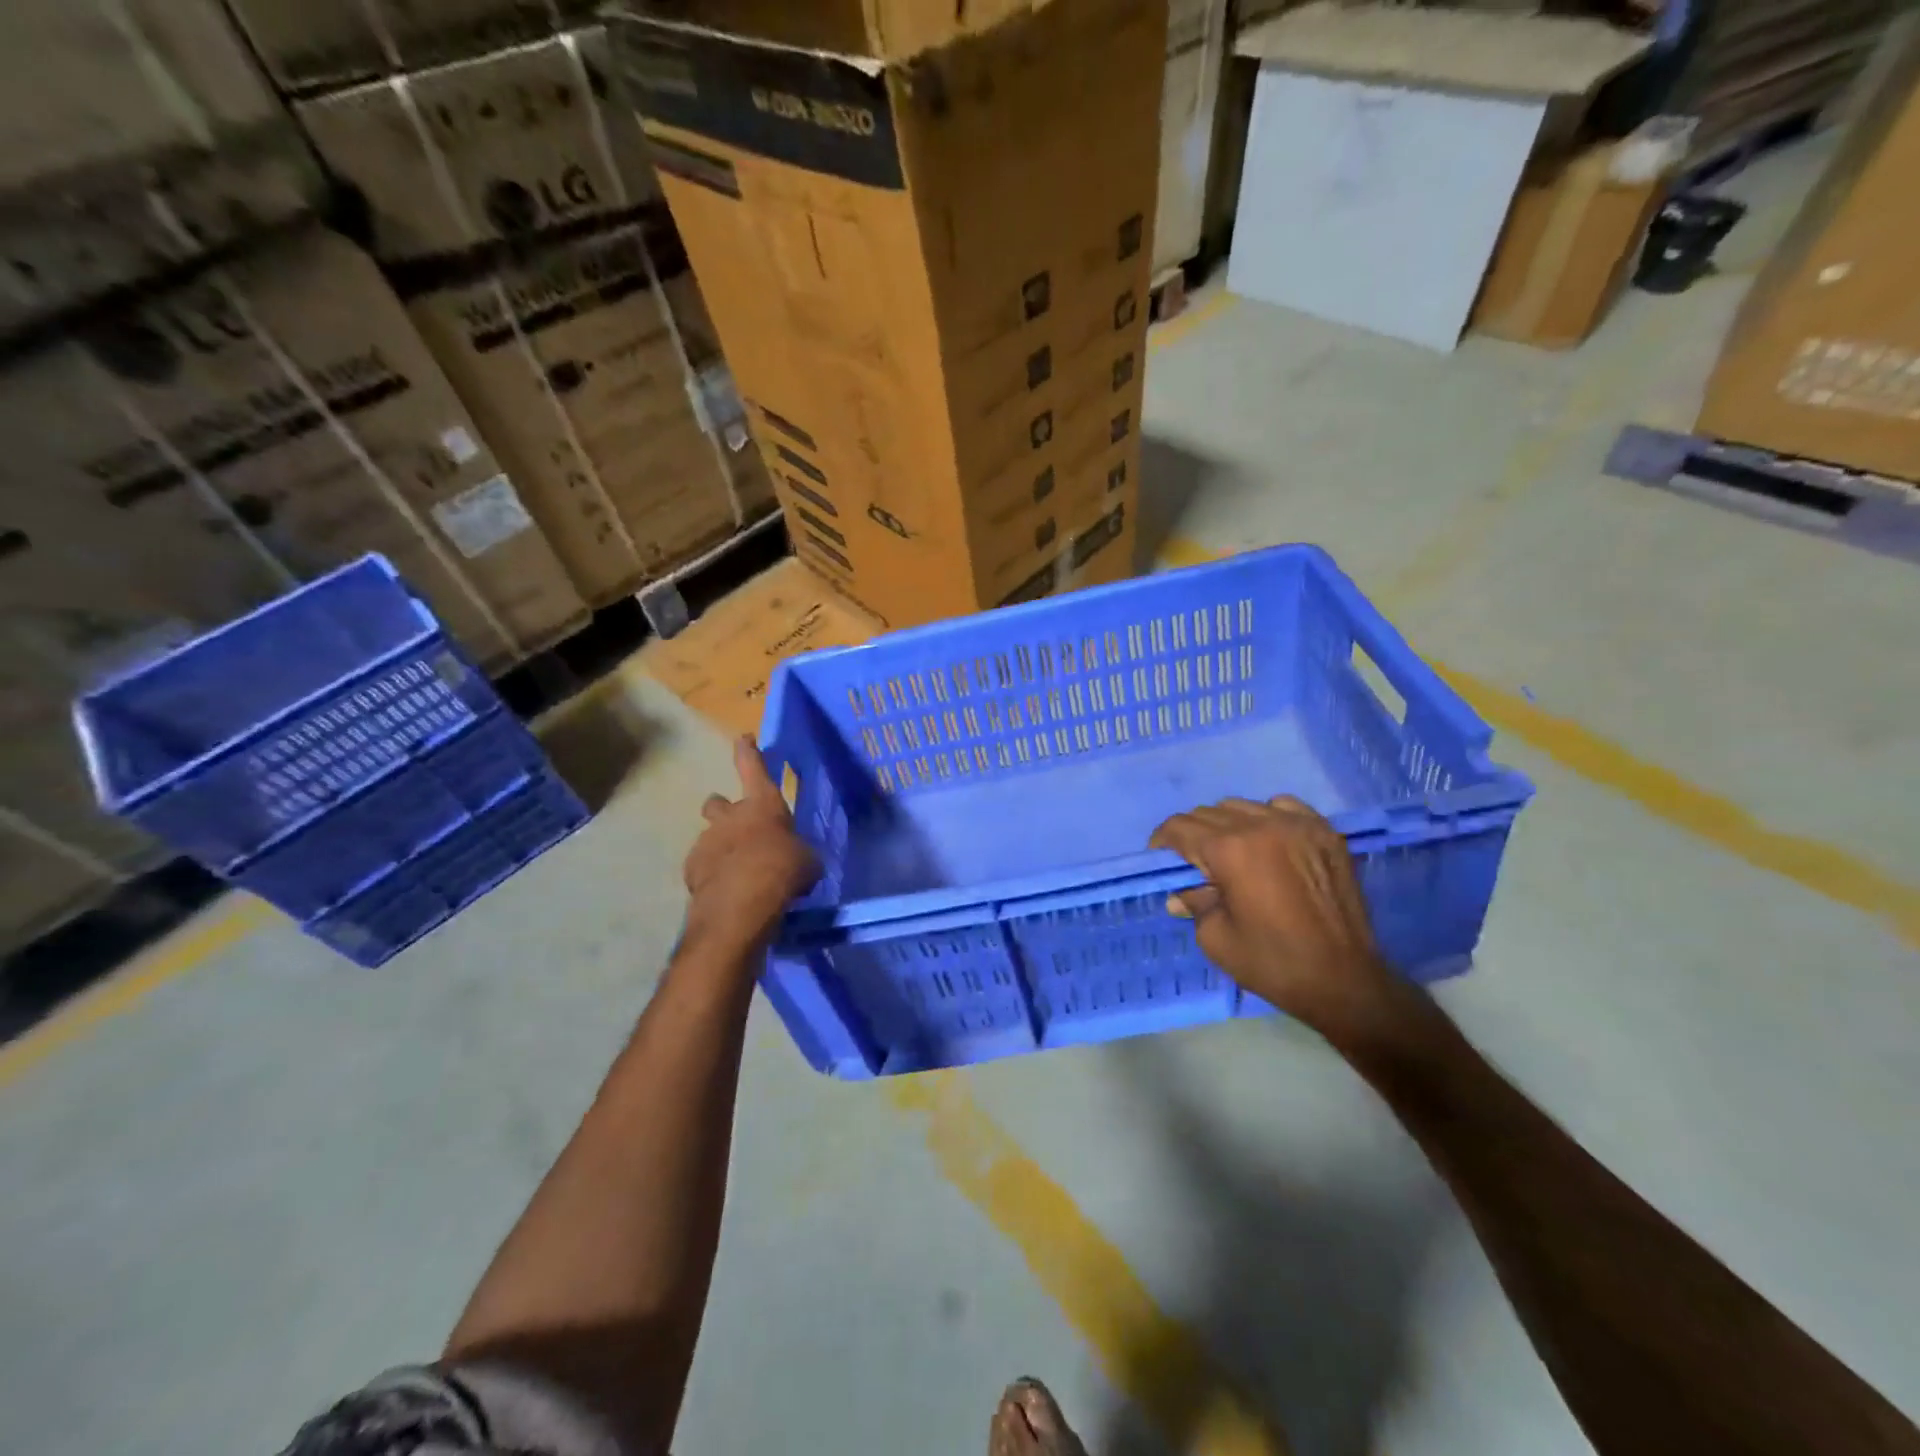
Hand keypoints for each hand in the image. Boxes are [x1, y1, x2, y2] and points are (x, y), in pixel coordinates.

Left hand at [682, 738, 819, 955]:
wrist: (741, 903)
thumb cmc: (783, 869)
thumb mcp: (806, 861)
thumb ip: (799, 853)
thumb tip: (798, 859)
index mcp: (762, 804)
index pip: (753, 767)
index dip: (749, 752)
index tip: (743, 738)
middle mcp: (730, 816)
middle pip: (718, 802)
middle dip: (724, 809)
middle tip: (736, 826)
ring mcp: (707, 841)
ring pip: (709, 836)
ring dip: (721, 847)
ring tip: (736, 870)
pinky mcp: (692, 868)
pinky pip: (702, 866)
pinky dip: (712, 874)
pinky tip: (725, 890)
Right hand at [1149, 796, 1400, 1040]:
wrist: (1345, 981)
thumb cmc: (1273, 963)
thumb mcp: (1215, 938)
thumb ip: (1194, 904)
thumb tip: (1180, 893)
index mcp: (1230, 850)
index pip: (1180, 827)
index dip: (1163, 842)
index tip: (1161, 860)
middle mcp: (1262, 825)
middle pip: (1209, 813)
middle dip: (1193, 836)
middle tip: (1195, 866)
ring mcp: (1298, 825)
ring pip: (1243, 806)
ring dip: (1228, 825)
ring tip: (1233, 855)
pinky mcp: (1325, 832)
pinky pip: (1284, 806)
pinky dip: (1267, 817)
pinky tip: (1269, 843)